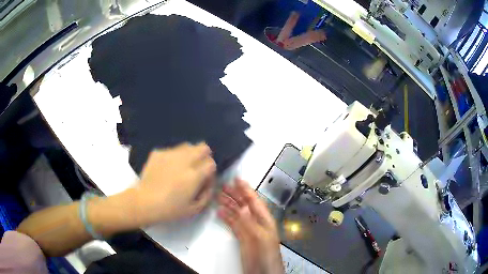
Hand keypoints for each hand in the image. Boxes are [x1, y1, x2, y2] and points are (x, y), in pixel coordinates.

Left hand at [135, 142, 216, 224]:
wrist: (144, 202)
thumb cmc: (170, 209)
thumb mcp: (194, 209)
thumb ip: (207, 194)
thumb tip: (208, 182)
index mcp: (194, 175)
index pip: (211, 163)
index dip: (210, 171)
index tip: (204, 179)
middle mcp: (184, 161)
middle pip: (203, 147)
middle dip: (204, 157)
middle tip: (196, 168)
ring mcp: (170, 154)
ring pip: (187, 146)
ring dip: (189, 155)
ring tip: (181, 167)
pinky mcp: (158, 153)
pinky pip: (172, 150)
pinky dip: (173, 157)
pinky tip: (166, 168)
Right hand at [218, 178, 283, 273]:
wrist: (263, 272)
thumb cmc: (267, 256)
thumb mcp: (259, 238)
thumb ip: (250, 223)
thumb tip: (241, 207)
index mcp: (264, 220)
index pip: (254, 201)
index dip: (246, 189)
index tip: (237, 179)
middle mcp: (257, 223)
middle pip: (244, 205)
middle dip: (235, 194)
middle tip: (223, 185)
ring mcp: (249, 230)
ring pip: (238, 213)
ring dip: (229, 204)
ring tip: (218, 196)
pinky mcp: (242, 238)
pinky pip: (233, 224)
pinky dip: (226, 217)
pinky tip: (220, 212)